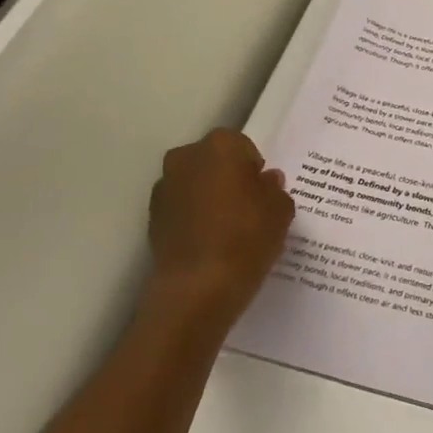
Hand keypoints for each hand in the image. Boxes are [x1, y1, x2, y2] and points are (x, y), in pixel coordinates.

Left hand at [147, 130, 294, 328]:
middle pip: (213, 162)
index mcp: (219, 146)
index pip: (242, 146)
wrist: (198, 287)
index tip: (263, 193)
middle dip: (228, 178)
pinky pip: (181, 209)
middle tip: (247, 207)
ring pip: (194, 185)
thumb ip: (275, 188)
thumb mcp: (281, 209)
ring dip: (208, 198)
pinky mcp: (152, 219)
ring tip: (228, 229)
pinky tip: (210, 242)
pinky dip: (193, 219)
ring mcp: (164, 188)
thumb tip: (265, 182)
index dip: (254, 169)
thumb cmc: (247, 236)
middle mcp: (185, 158)